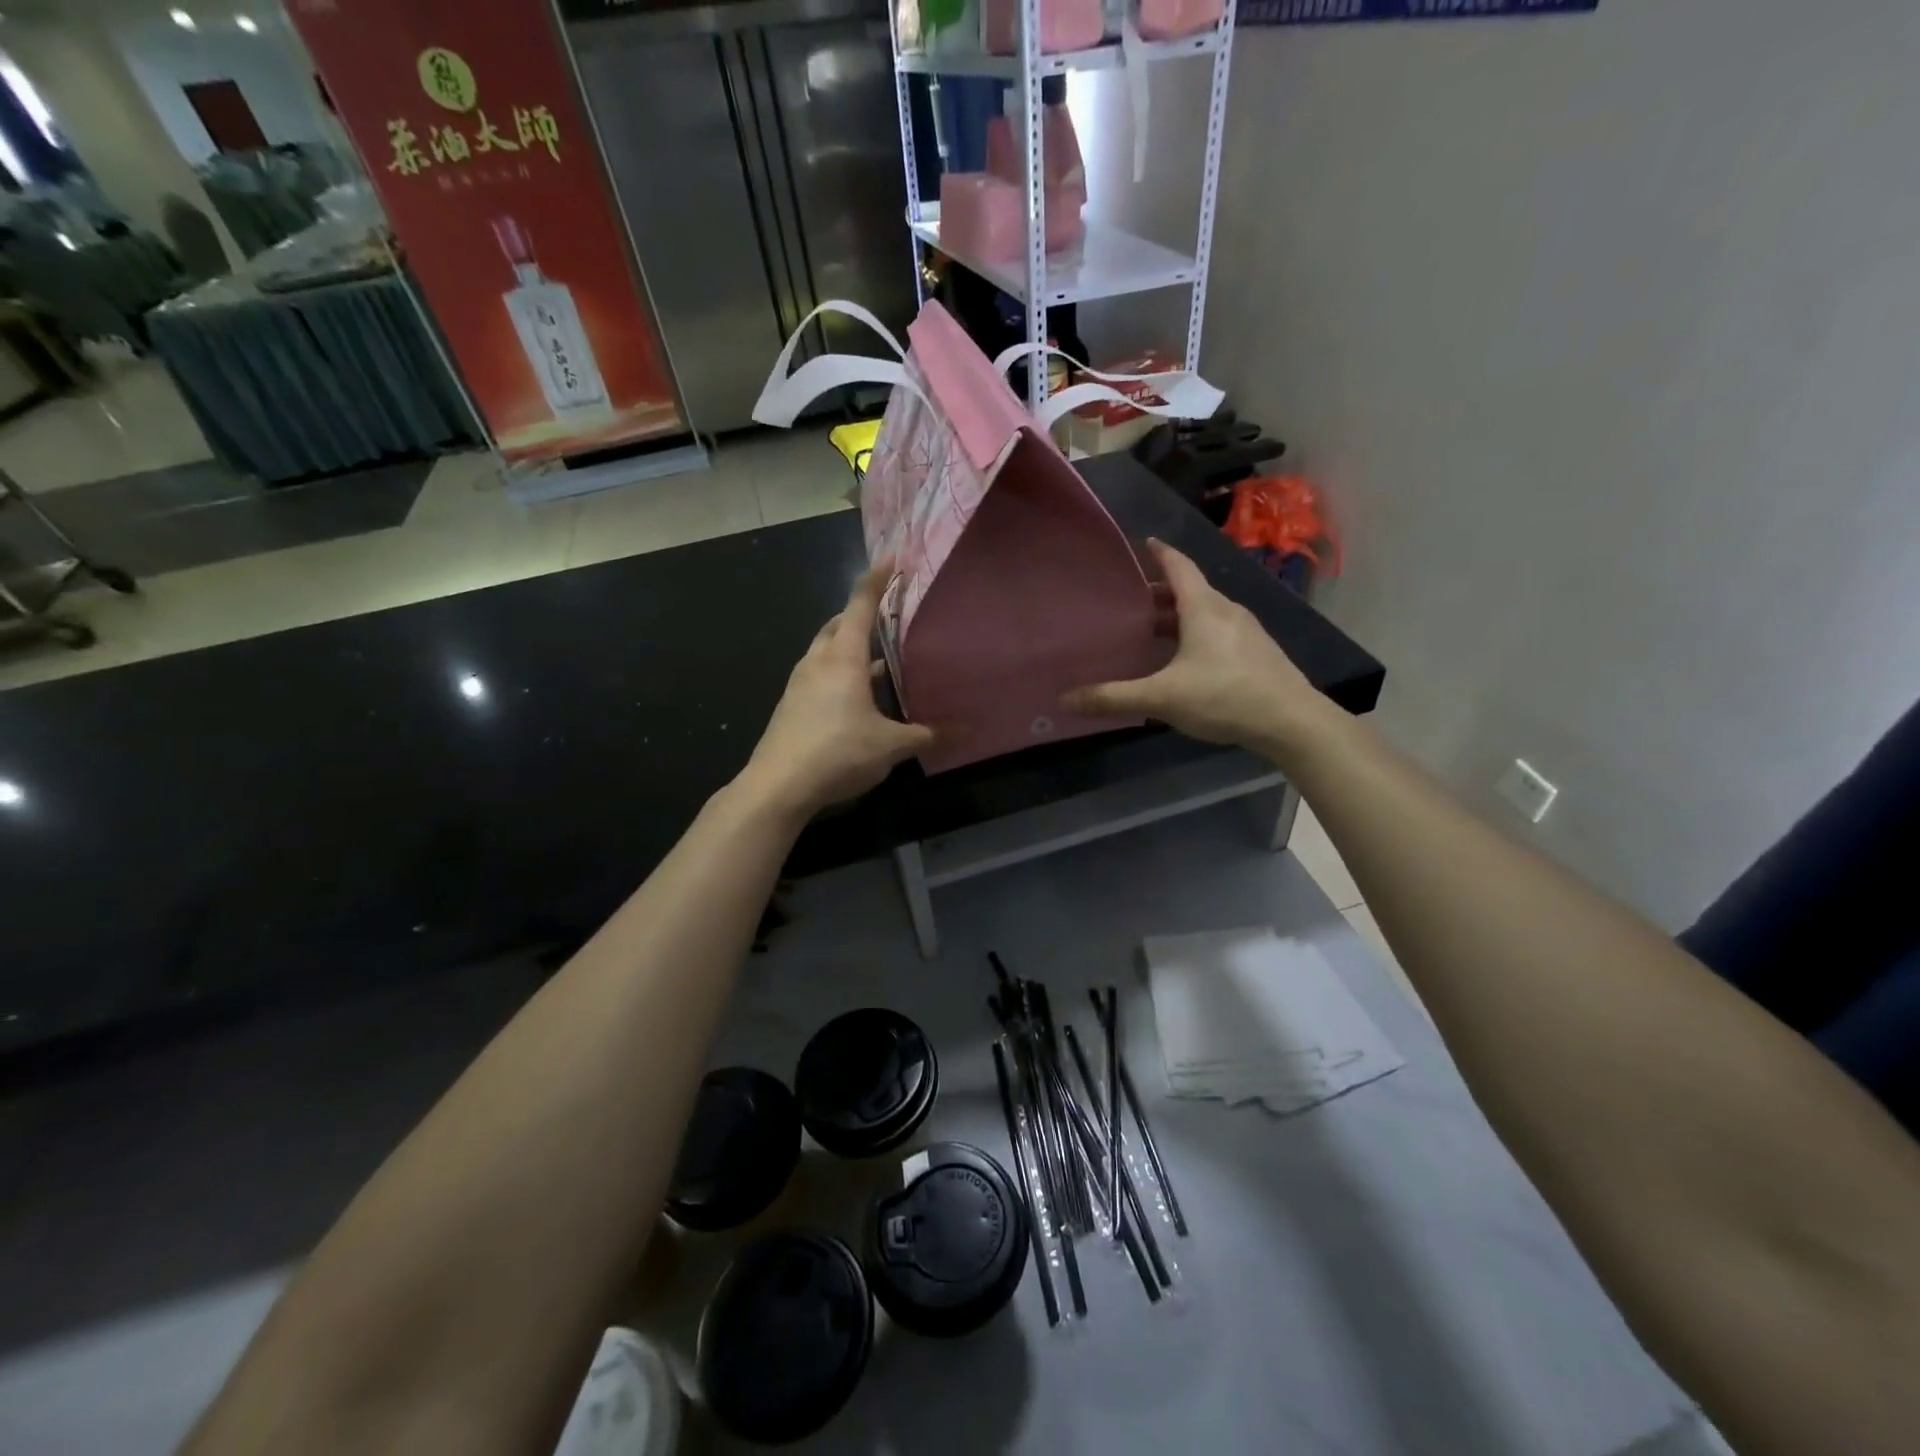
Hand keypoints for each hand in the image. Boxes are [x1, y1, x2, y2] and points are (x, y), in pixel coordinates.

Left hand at [739, 562, 934, 818]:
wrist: (777, 786)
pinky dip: (838, 672)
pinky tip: (855, 697)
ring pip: (825, 651)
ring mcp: (799, 683)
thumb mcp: (891, 746)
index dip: (876, 580)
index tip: (891, 560)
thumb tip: (968, 731)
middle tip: (885, 615)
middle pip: (838, 624)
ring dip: (848, 646)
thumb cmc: (837, 753)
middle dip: (859, 614)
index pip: (859, 605)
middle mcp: (818, 662)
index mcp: (843, 658)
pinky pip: (818, 675)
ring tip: (876, 657)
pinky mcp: (791, 705)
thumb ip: (929, 735)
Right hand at [1063, 539, 1328, 756]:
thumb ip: (1114, 697)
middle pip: (1190, 590)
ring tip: (1151, 630)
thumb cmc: (1224, 697)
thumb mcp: (1162, 698)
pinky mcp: (1256, 652)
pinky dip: (1195, 633)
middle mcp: (1226, 611)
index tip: (1143, 542)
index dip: (1160, 552)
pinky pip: (1218, 631)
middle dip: (1159, 592)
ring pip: (1205, 612)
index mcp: (1203, 608)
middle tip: (1130, 600)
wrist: (1291, 721)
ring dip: (1178, 615)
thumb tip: (1066, 699)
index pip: (1178, 566)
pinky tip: (1184, 659)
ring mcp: (1246, 631)